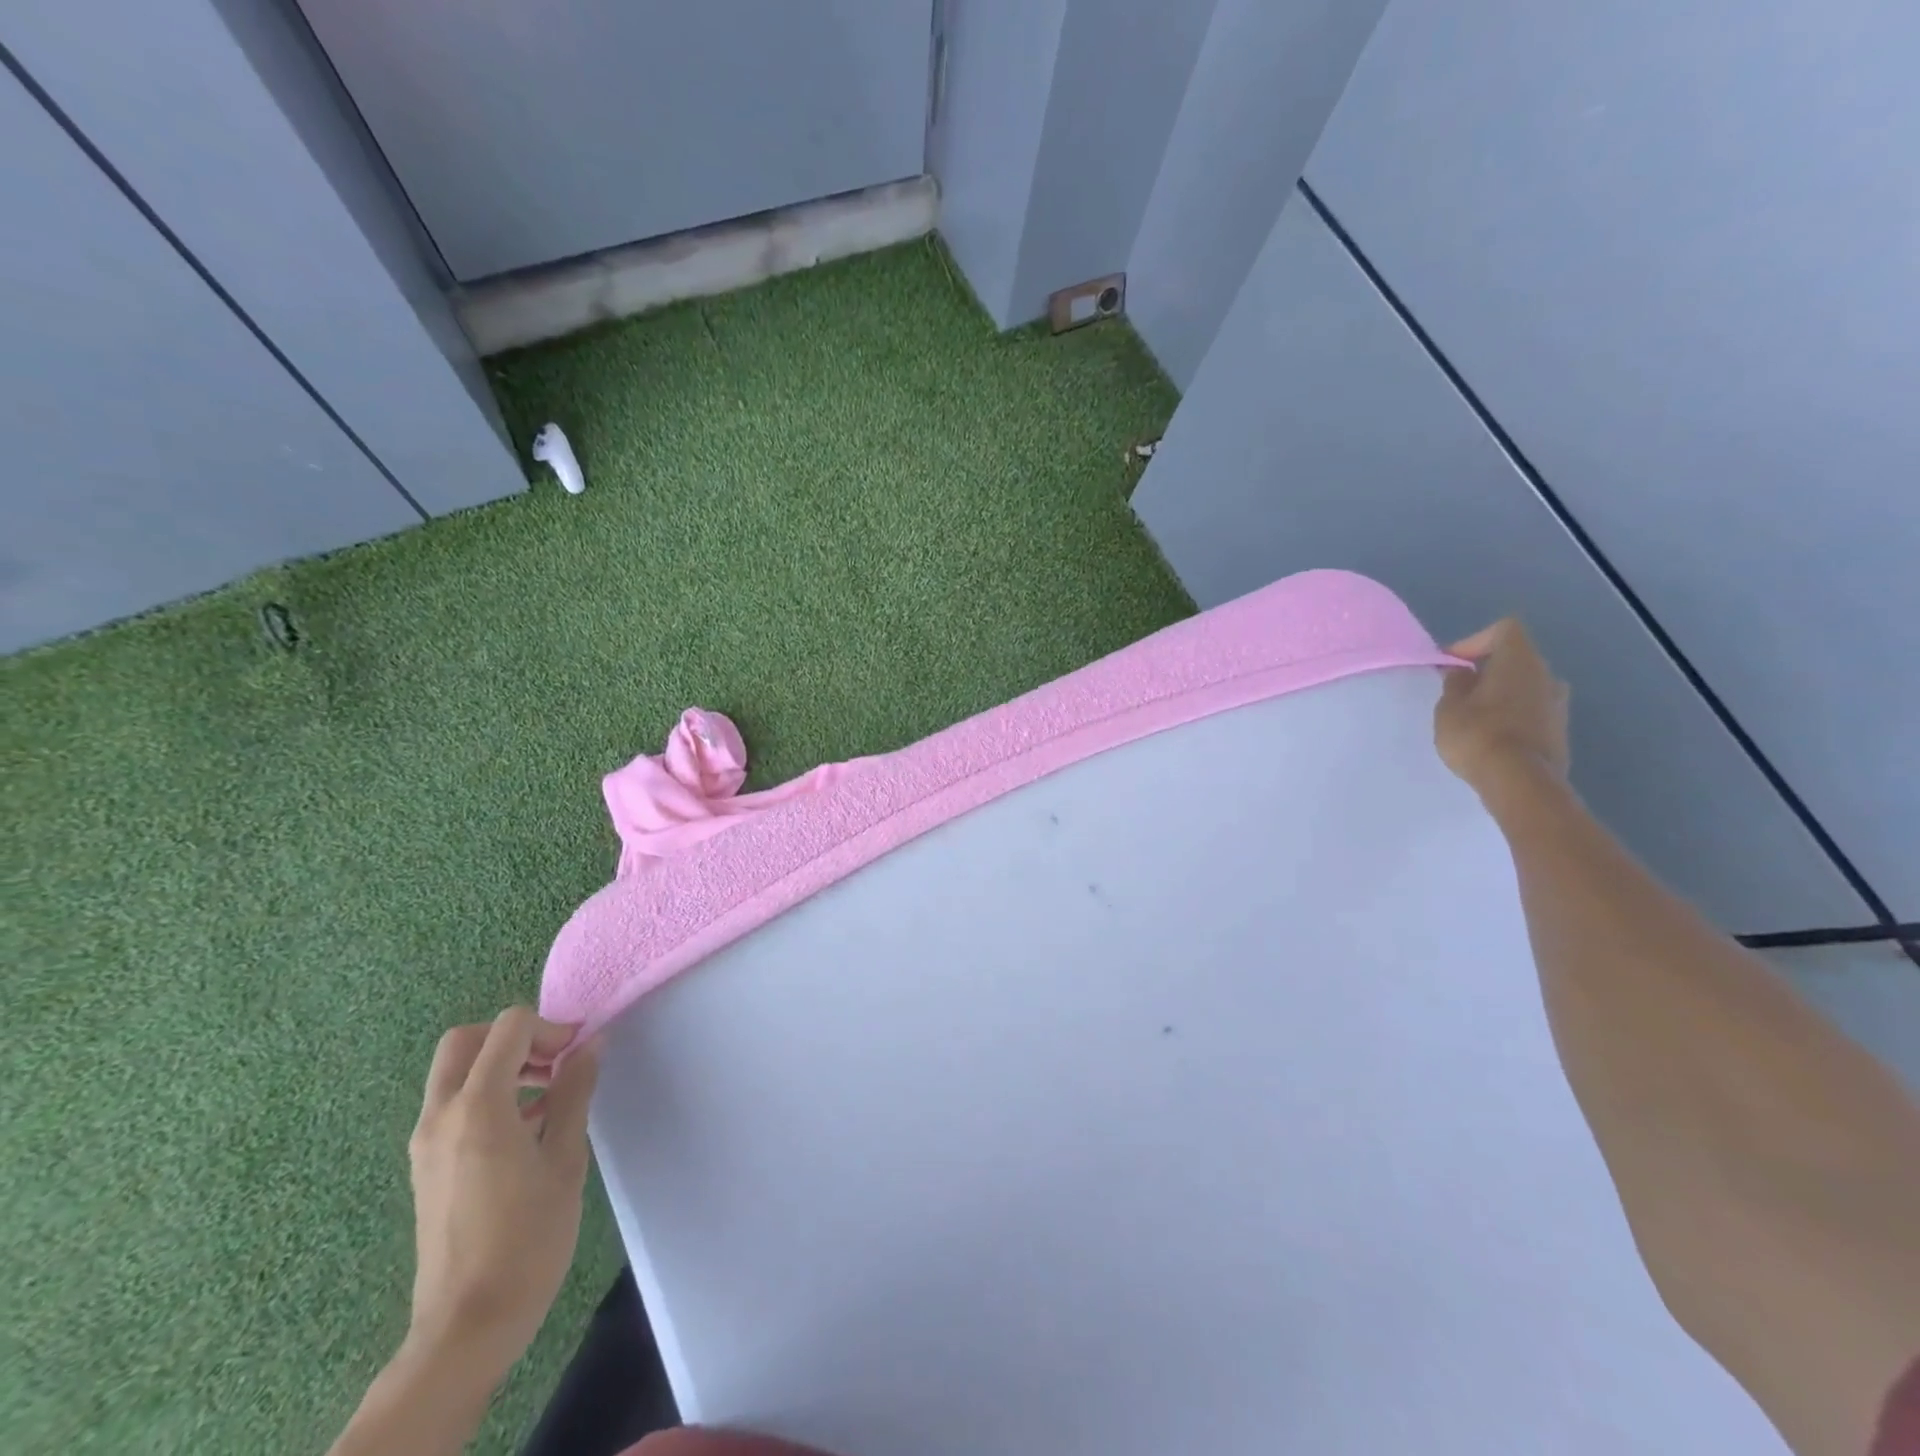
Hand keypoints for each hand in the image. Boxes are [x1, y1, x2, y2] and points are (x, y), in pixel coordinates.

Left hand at [405, 1008, 601, 1379]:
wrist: (467, 1325)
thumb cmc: (528, 1238)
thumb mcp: (565, 1158)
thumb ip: (574, 1092)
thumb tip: (590, 1044)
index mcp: (478, 1107)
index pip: (508, 1028)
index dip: (550, 1028)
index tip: (579, 1052)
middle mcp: (441, 1115)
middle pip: (466, 1040)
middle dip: (514, 1037)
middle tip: (554, 1061)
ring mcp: (426, 1142)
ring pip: (456, 1071)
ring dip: (501, 1065)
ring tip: (548, 1094)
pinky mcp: (427, 1165)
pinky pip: (453, 1104)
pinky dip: (487, 1093)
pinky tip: (527, 1127)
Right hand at [1434, 619, 1570, 794]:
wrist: (1520, 782)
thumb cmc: (1477, 734)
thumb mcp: (1449, 707)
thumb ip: (1455, 684)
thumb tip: (1462, 673)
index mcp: (1520, 660)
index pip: (1503, 630)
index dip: (1474, 641)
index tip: (1452, 665)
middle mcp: (1547, 674)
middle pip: (1516, 658)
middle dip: (1486, 670)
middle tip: (1458, 691)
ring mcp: (1559, 703)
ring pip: (1525, 686)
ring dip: (1500, 694)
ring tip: (1474, 717)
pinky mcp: (1560, 730)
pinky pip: (1532, 711)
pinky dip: (1512, 715)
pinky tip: (1491, 737)